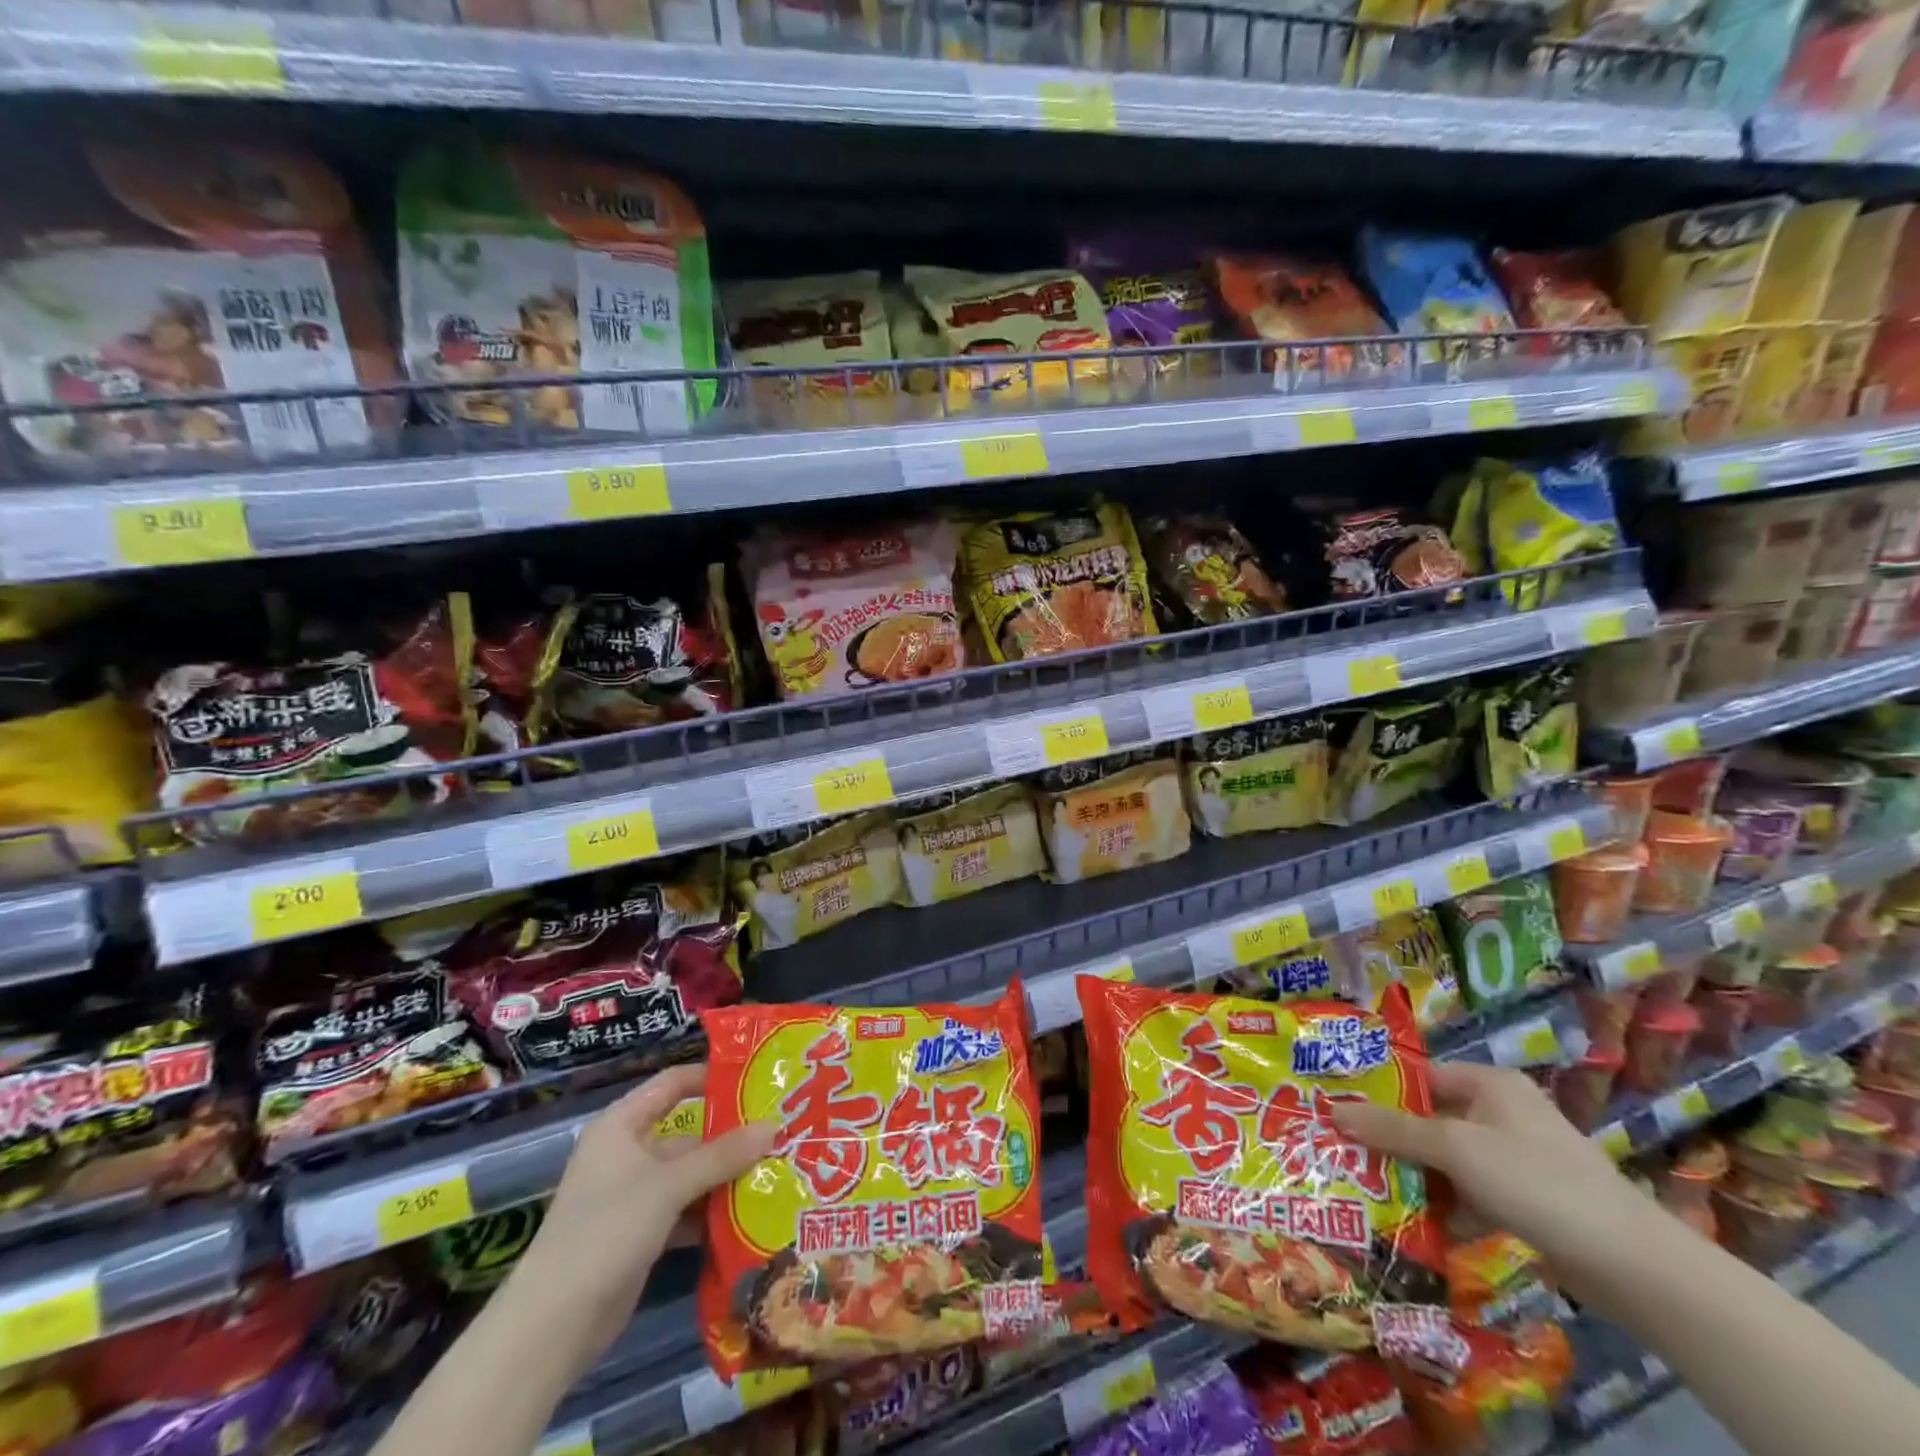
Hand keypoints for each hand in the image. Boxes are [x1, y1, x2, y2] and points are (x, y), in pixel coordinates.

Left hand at [509, 1064, 776, 1370]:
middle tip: (779, 1134)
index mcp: (622, 1125)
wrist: (552, 1326)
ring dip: (724, 1177)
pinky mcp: (639, 1233)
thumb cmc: (607, 1230)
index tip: (755, 1080)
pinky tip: (747, 1214)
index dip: (711, 1078)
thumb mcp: (669, 1186)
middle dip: (730, 1137)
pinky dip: (710, 1212)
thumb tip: (773, 1126)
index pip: (672, 1084)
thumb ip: (723, 1156)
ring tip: (775, 1172)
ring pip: (689, 1174)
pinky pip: (684, 1209)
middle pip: (687, 1133)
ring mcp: (632, 1195)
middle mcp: (627, 1153)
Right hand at [1331, 1062, 1658, 1289]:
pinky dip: (1446, 1200)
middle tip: (1346, 1152)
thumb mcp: (1456, 1149)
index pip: (1418, 1077)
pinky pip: (1470, 1188)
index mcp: (1489, 1083)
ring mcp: (1517, 1156)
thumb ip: (1393, 1129)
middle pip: (1431, 1118)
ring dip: (1416, 1173)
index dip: (1378, 1092)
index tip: (1338, 1111)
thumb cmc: (1537, 1183)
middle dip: (1392, 1137)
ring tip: (1370, 1186)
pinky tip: (1416, 1219)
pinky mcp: (1528, 1197)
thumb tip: (1333, 1110)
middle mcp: (1502, 1111)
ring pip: (1448, 1157)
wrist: (1634, 1266)